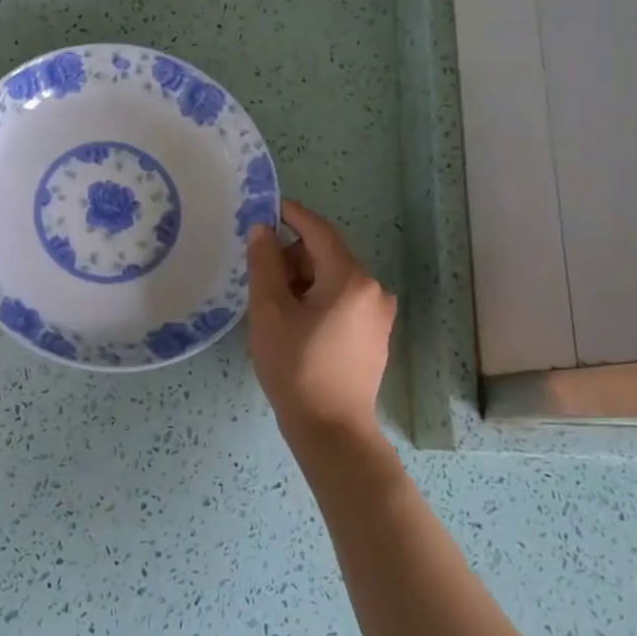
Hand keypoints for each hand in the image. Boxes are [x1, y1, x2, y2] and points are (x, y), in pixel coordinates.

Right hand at [245, 199, 396, 442]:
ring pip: (333, 280)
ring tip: (272, 304)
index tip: (265, 206)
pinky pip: (343, 302)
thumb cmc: (295, 366)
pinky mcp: (374, 336)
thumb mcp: (269, 311)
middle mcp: (373, 290)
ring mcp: (378, 315)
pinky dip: (317, 299)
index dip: (291, 215)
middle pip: (326, 256)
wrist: (331, 429)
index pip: (318, 231)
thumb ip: (264, 264)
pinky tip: (294, 323)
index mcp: (350, 279)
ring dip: (302, 280)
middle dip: (291, 257)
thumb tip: (262, 229)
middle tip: (258, 273)